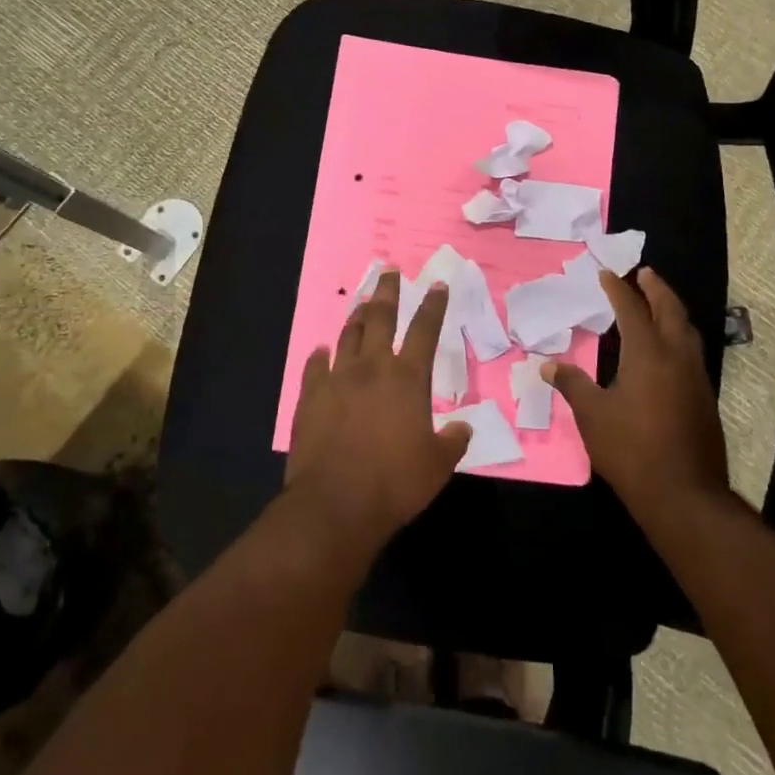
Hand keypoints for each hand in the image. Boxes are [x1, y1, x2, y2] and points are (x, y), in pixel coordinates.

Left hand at [284, 269, 472, 545]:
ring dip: (356, 316)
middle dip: (387, 291)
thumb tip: (464, 427)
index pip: (425, 330)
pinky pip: (315, 366)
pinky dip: (320, 355)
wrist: (335, 504)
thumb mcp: (437, 466)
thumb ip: (453, 442)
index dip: (433, 305)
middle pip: (380, 317)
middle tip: (389, 270)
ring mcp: (337, 378)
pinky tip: (322, 350)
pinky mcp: (310, 396)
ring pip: (348, 335)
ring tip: (362, 301)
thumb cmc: (395, 483)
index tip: (437, 284)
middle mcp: (372, 367)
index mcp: (408, 378)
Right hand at [543, 266, 729, 522]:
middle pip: (670, 310)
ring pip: (687, 330)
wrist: (684, 495)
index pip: (632, 310)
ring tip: (659, 302)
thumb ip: (572, 385)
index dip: (619, 289)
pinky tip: (669, 348)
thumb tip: (548, 366)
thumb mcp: (593, 416)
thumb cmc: (632, 450)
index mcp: (648, 354)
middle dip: (657, 288)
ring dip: (672, 310)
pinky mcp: (704, 398)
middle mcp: (676, 357)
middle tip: (645, 273)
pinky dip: (679, 334)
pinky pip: (692, 351)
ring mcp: (696, 377)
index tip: (607, 274)